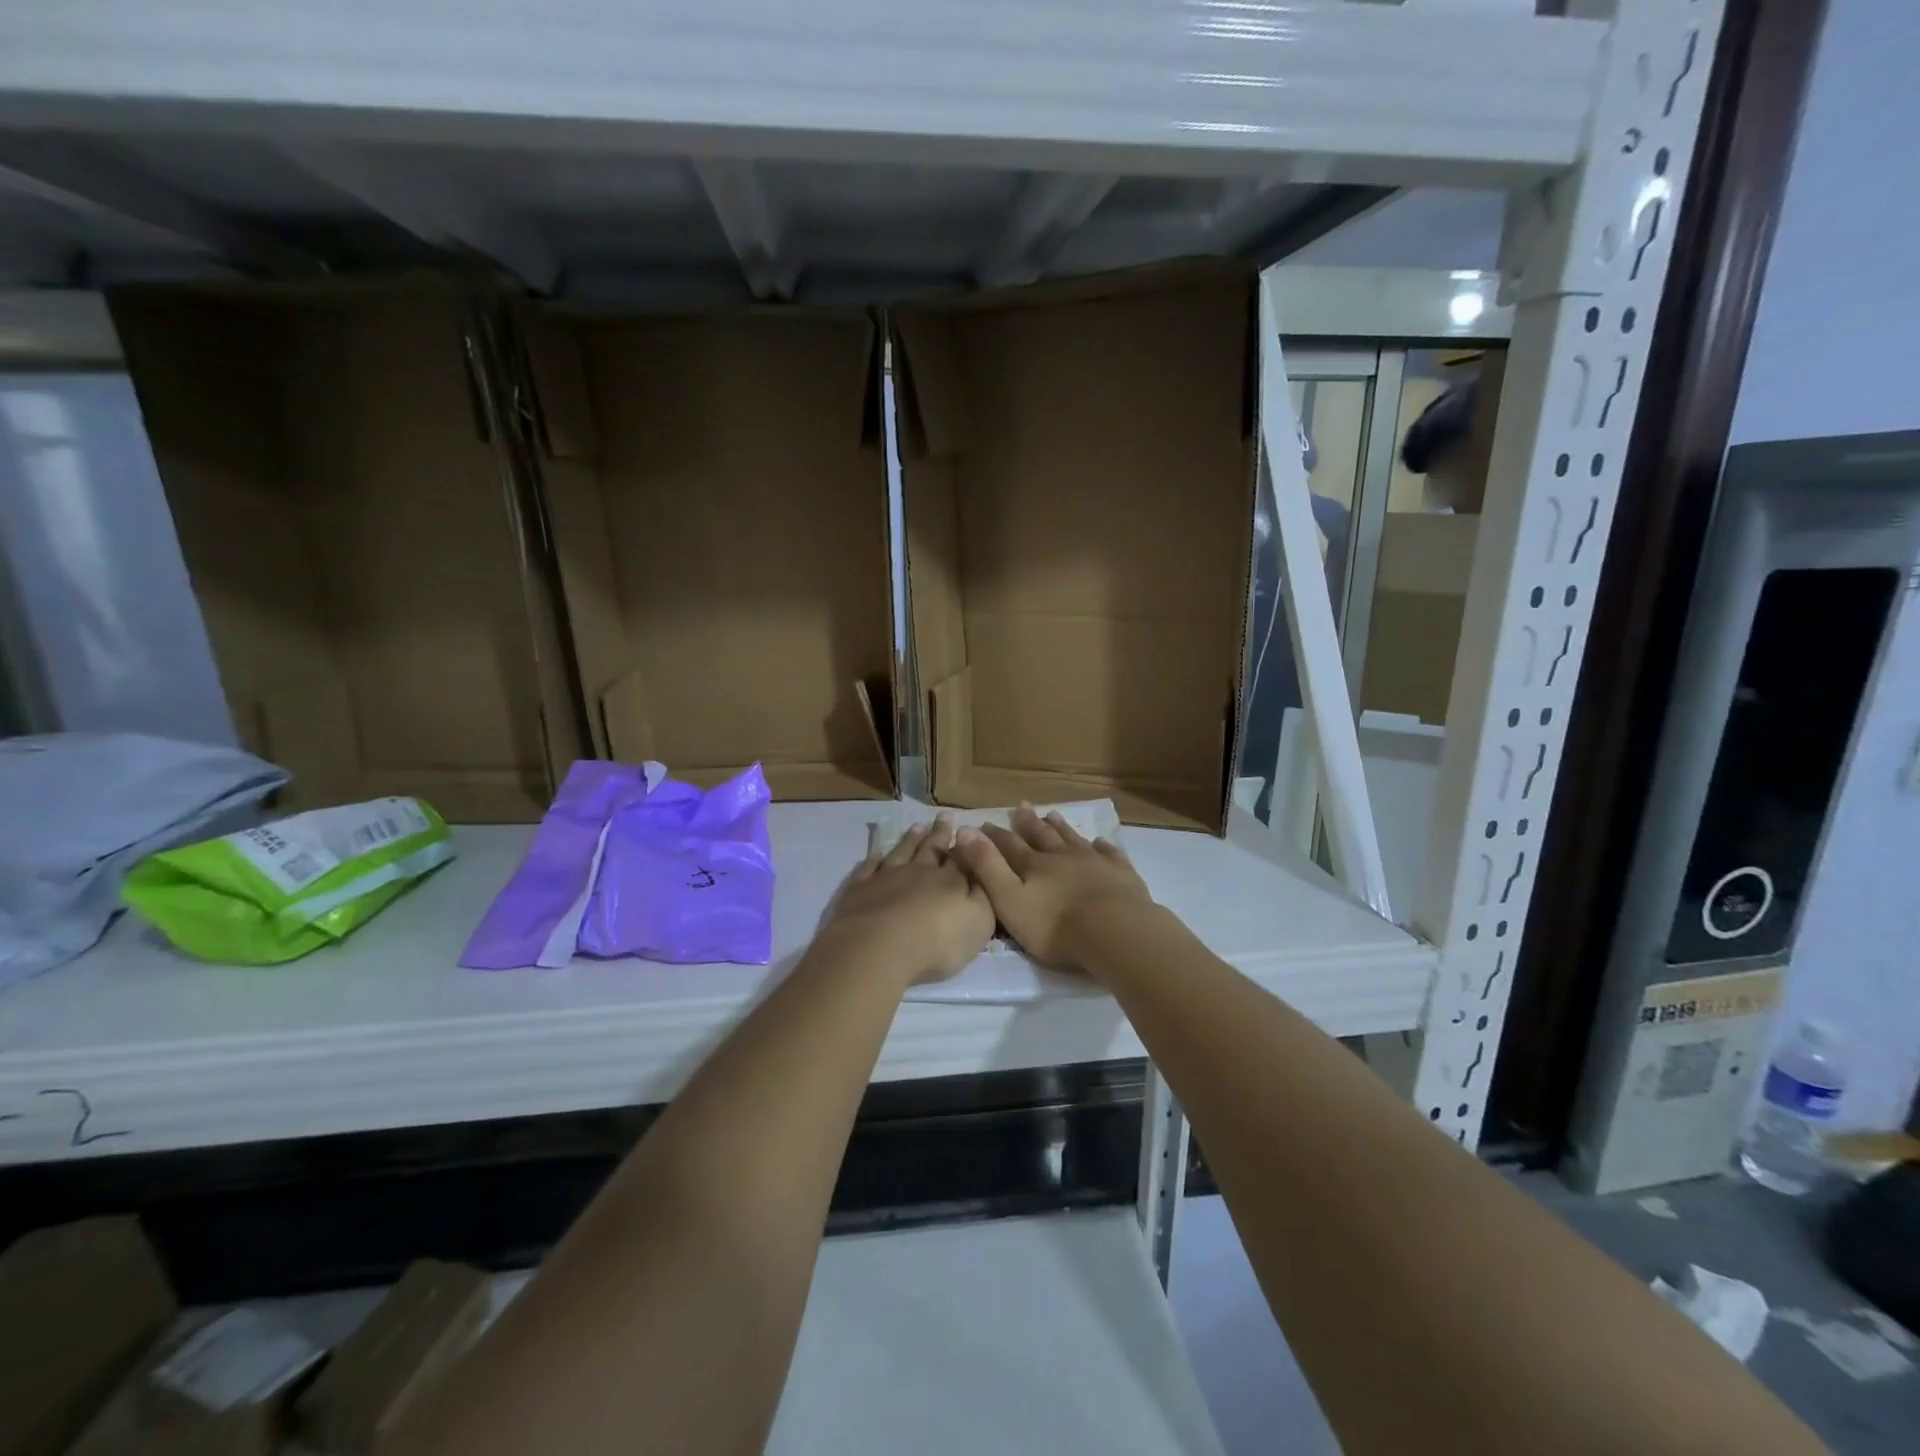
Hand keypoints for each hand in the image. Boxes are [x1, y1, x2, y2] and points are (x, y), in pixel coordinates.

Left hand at [823, 814, 994, 983]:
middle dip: (940, 833)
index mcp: (950, 881)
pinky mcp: (859, 890)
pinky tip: (876, 853)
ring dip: (911, 839)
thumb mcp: (979, 922)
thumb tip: (984, 873)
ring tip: (918, 825)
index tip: (969, 827)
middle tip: (945, 815)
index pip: (962, 857)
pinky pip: (867, 869)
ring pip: (901, 852)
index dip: (967, 843)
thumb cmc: (938, 940)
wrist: (880, 947)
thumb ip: (984, 895)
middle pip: (932, 849)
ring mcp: (886, 878)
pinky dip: (873, 859)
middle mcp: (919, 872)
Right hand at [952, 804, 1152, 974]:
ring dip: (1061, 827)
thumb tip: (963, 830)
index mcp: (1033, 865)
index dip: (994, 835)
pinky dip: (1102, 847)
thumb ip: (986, 866)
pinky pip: (1109, 854)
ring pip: (1073, 839)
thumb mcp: (1008, 899)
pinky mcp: (1120, 873)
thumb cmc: (1054, 925)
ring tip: (1053, 814)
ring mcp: (1094, 862)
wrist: (1113, 931)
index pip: (1009, 845)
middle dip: (1029, 823)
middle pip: (1042, 835)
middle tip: (1022, 806)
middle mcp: (1061, 856)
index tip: (984, 823)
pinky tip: (1100, 843)